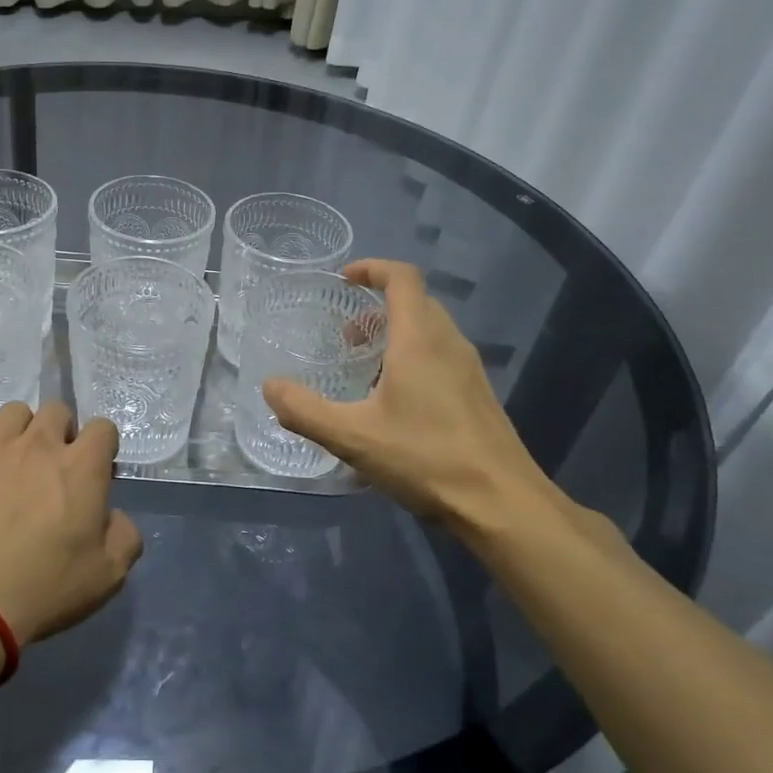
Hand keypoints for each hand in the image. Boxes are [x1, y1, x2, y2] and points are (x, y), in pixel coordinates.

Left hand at [0, 402, 143, 643]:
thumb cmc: (44, 588)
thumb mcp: (108, 576)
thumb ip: (124, 536)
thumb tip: (113, 517)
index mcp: (81, 467)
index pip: (103, 427)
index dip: (103, 448)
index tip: (97, 477)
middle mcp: (37, 446)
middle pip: (56, 410)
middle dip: (62, 432)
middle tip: (55, 470)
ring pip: (11, 413)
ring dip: (20, 433)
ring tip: (14, 467)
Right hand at [261, 260, 615, 563]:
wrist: (502, 503)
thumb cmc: (426, 458)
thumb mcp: (353, 436)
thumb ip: (305, 410)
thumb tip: (270, 387)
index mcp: (420, 339)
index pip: (402, 278)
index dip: (373, 269)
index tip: (344, 279)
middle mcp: (449, 343)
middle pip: (416, 303)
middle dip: (377, 308)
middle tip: (345, 336)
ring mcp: (469, 370)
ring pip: (430, 332)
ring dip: (396, 336)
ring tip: (364, 371)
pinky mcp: (477, 396)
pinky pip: (441, 358)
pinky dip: (413, 359)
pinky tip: (394, 405)